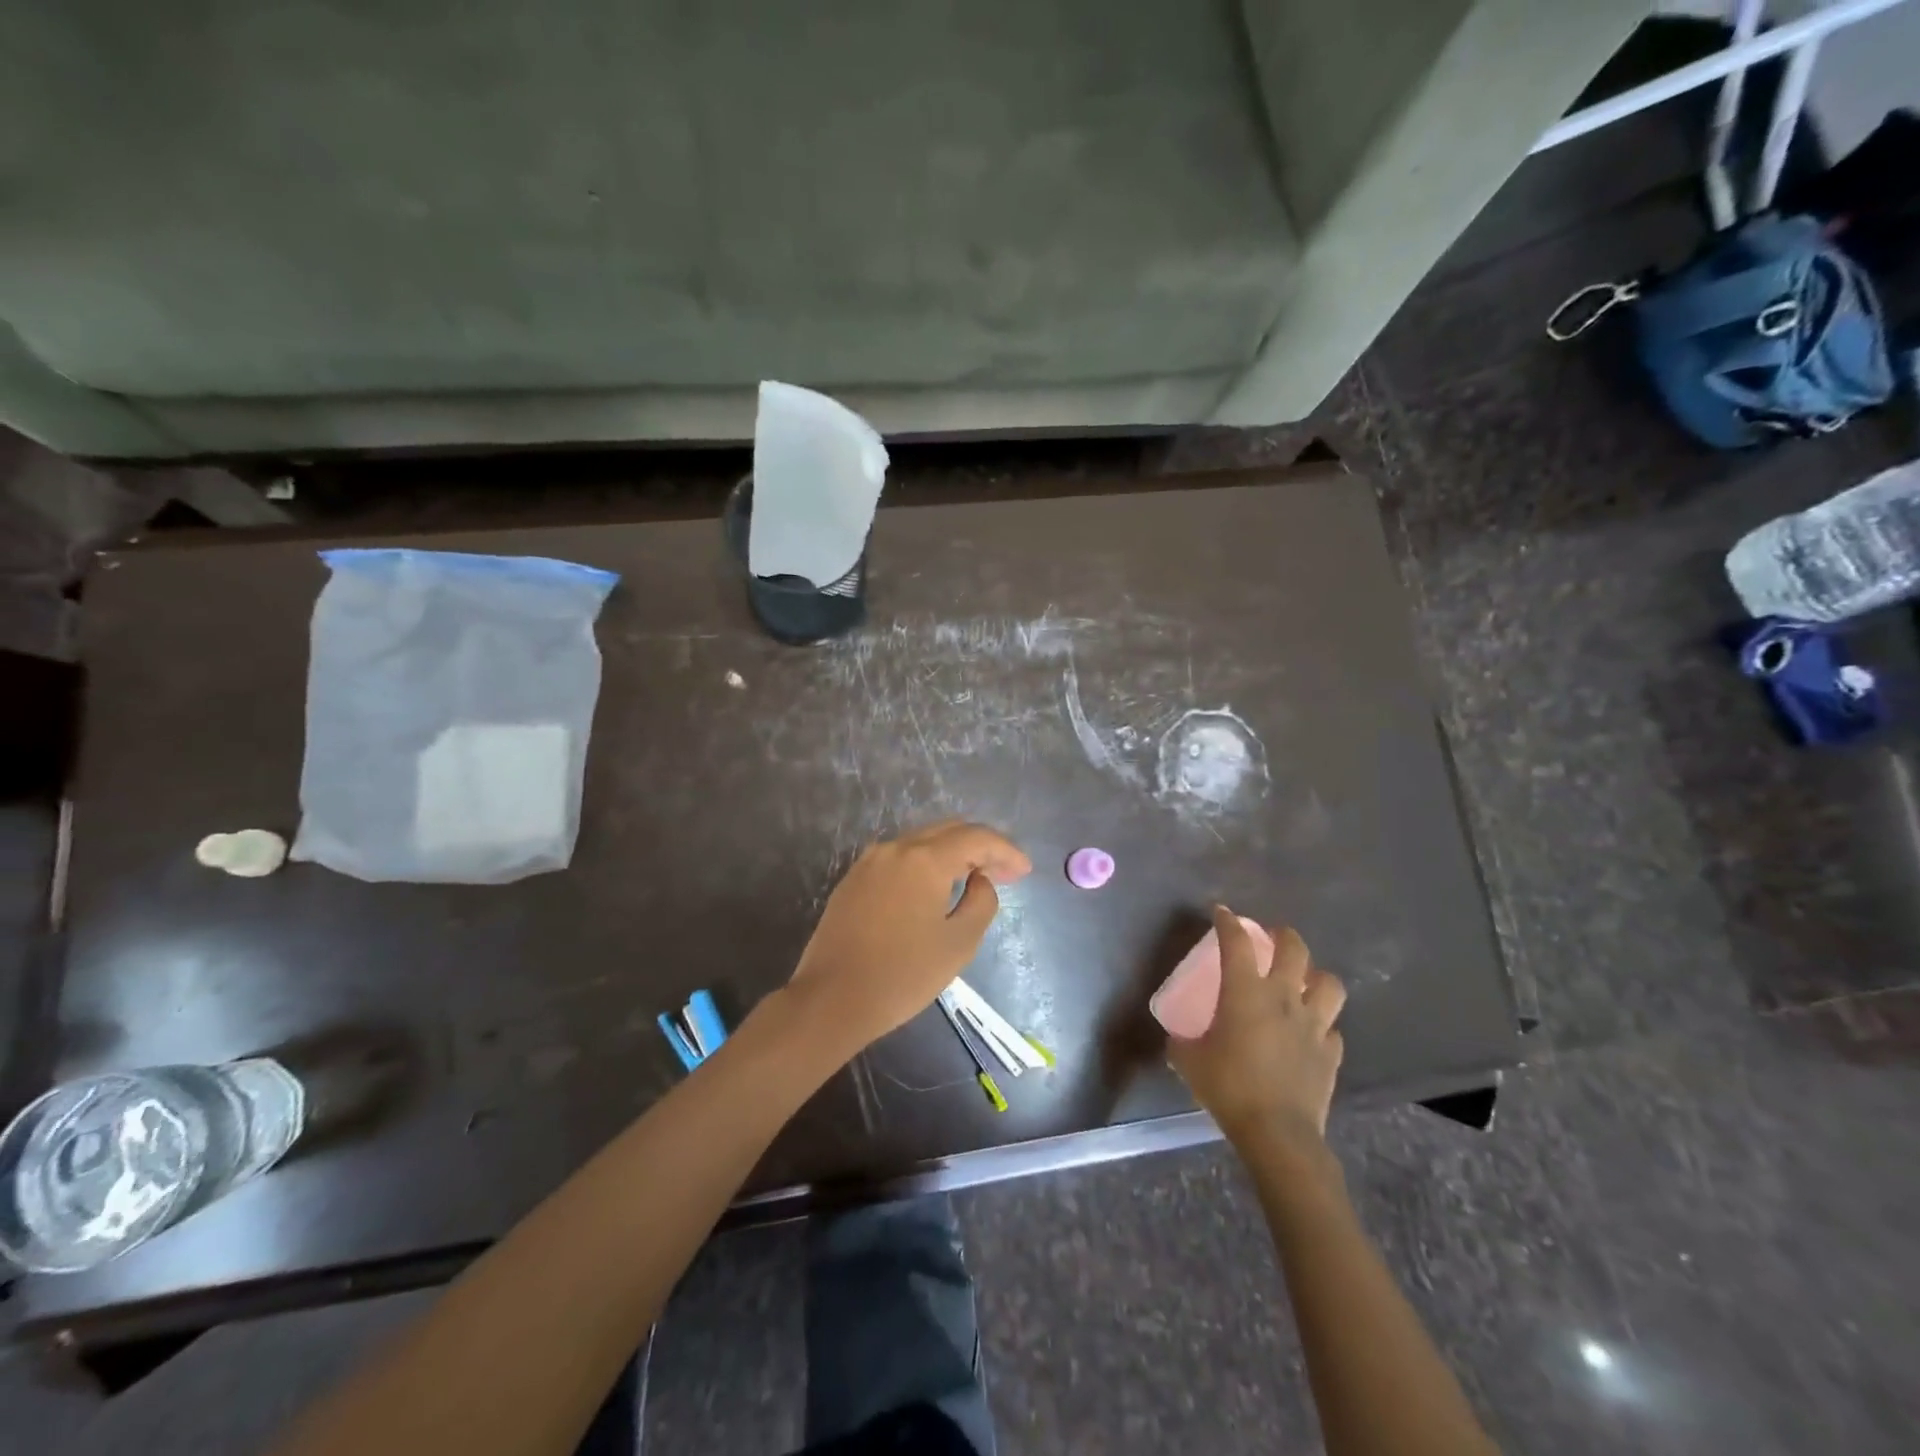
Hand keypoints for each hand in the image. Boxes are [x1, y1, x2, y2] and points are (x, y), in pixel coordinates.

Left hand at [788, 819, 1031, 1056]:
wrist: (831, 999)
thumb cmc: (902, 975)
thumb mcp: (959, 943)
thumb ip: (981, 902)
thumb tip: (979, 880)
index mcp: (924, 859)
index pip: (976, 837)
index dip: (1005, 850)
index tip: (1024, 871)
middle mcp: (896, 848)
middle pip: (948, 831)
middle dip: (981, 847)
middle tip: (1005, 873)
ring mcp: (870, 861)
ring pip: (922, 842)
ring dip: (953, 854)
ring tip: (975, 878)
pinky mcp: (854, 879)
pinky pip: (900, 859)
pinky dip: (926, 865)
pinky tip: (936, 888)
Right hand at [1168, 905, 1346, 1147]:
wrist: (1278, 1132)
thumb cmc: (1228, 1087)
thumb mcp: (1188, 1061)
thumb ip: (1181, 1043)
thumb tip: (1177, 1039)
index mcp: (1245, 992)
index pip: (1237, 942)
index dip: (1228, 922)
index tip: (1222, 912)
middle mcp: (1284, 998)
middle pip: (1295, 949)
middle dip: (1283, 935)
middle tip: (1273, 936)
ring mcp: (1313, 1025)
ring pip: (1328, 984)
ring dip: (1316, 976)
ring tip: (1305, 980)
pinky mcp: (1331, 1053)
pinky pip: (1332, 1029)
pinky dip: (1322, 1025)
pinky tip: (1311, 1033)